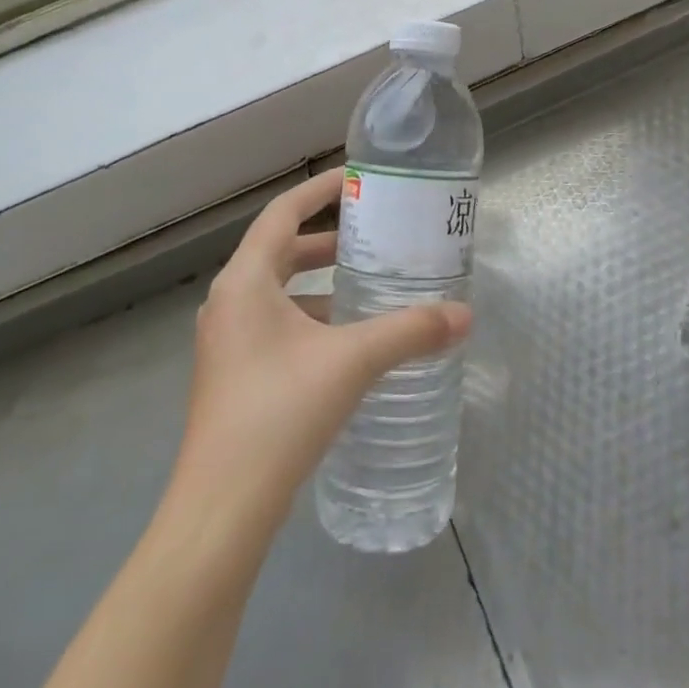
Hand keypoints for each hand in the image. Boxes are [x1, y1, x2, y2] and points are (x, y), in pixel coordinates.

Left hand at [176, 169, 471, 519]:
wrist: (222, 506)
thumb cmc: (280, 412)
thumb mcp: (353, 362)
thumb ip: (410, 331)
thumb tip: (465, 315)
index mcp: (245, 282)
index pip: (282, 213)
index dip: (319, 191)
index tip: (357, 181)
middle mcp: (229, 302)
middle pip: (280, 251)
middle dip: (327, 240)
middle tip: (374, 236)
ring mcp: (226, 341)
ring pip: (278, 292)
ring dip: (319, 284)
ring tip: (368, 287)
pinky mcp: (233, 374)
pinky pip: (275, 325)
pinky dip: (310, 319)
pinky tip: (347, 342)